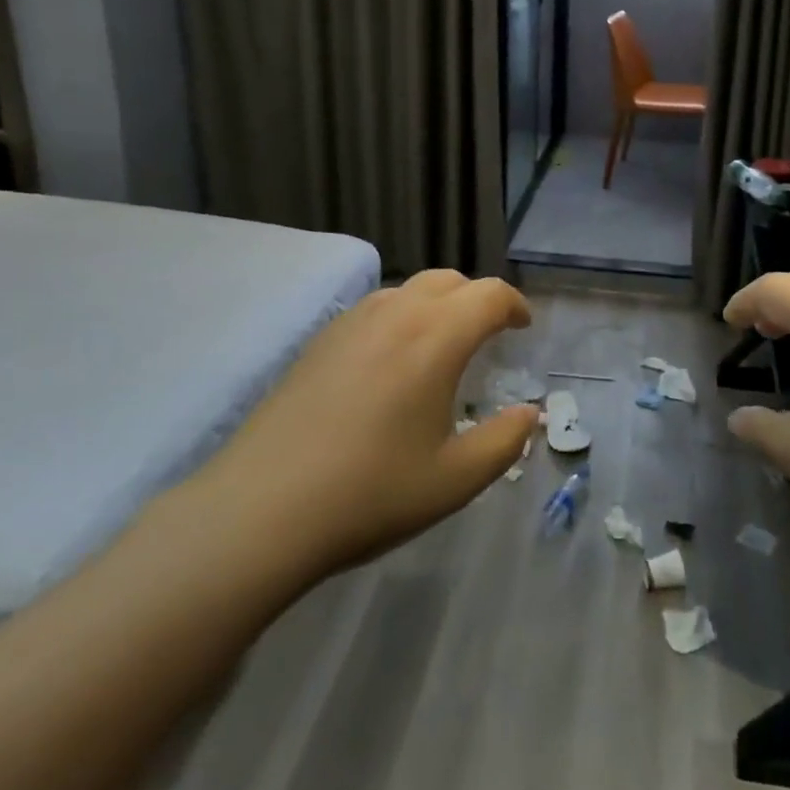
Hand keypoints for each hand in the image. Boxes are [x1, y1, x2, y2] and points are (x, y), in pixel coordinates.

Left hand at [192, 270, 536, 580]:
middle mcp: (396, 313)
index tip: (524, 327)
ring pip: (408, 289)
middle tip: (489, 333)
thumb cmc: (370, 492)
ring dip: (437, 304)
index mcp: (436, 337)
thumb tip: (528, 414)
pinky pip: (375, 307)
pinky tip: (391, 360)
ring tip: (442, 344)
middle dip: (477, 298)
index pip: (489, 295)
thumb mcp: (454, 479)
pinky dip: (401, 316)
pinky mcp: (320, 340)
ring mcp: (352, 322)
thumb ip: (504, 441)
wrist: (261, 509)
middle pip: (449, 280)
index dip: (514, 305)